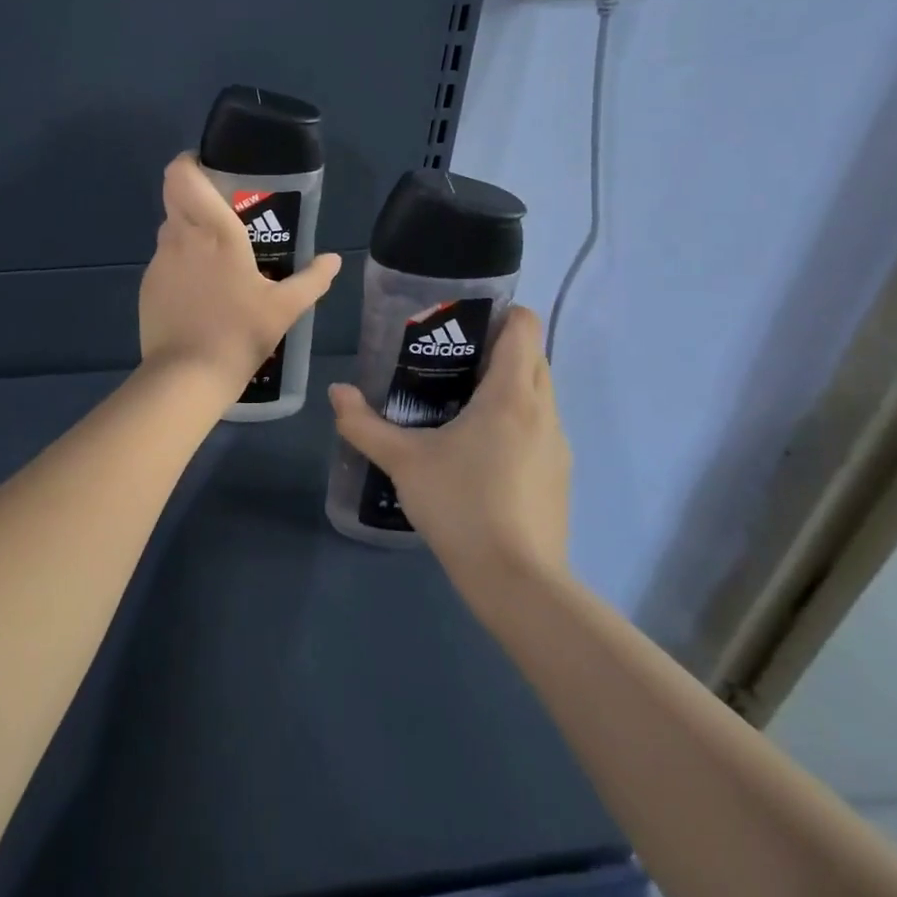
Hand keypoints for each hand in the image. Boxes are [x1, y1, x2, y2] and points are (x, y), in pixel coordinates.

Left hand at [139, 154, 341, 396]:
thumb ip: (313, 279)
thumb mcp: (286, 308)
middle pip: (175, 195)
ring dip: (189, 231)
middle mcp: (181, 236)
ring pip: (170, 228)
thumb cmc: (240, 333)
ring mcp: (159, 261)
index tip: (209, 167)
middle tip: (223, 210)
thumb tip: (334, 260)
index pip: (182, 174)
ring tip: (217, 256)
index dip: (189, 162)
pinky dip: (180, 263)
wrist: (188, 376)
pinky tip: (200, 290)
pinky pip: (164, 259)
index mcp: (215, 230)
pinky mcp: (147, 285)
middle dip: (195, 194)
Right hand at [329, 305, 569, 584]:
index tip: (461, 325)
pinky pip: (539, 428)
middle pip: (533, 355)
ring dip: (507, 386)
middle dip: (497, 349)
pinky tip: (480, 452)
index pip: (525, 326)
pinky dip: (516, 421)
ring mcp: (557, 445)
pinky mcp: (559, 475)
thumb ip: (364, 424)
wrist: (518, 582)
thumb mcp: (403, 461)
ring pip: (539, 393)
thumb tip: (337, 392)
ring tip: (460, 405)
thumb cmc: (461, 504)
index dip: (499, 314)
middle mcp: (544, 409)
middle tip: (449, 362)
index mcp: (512, 392)